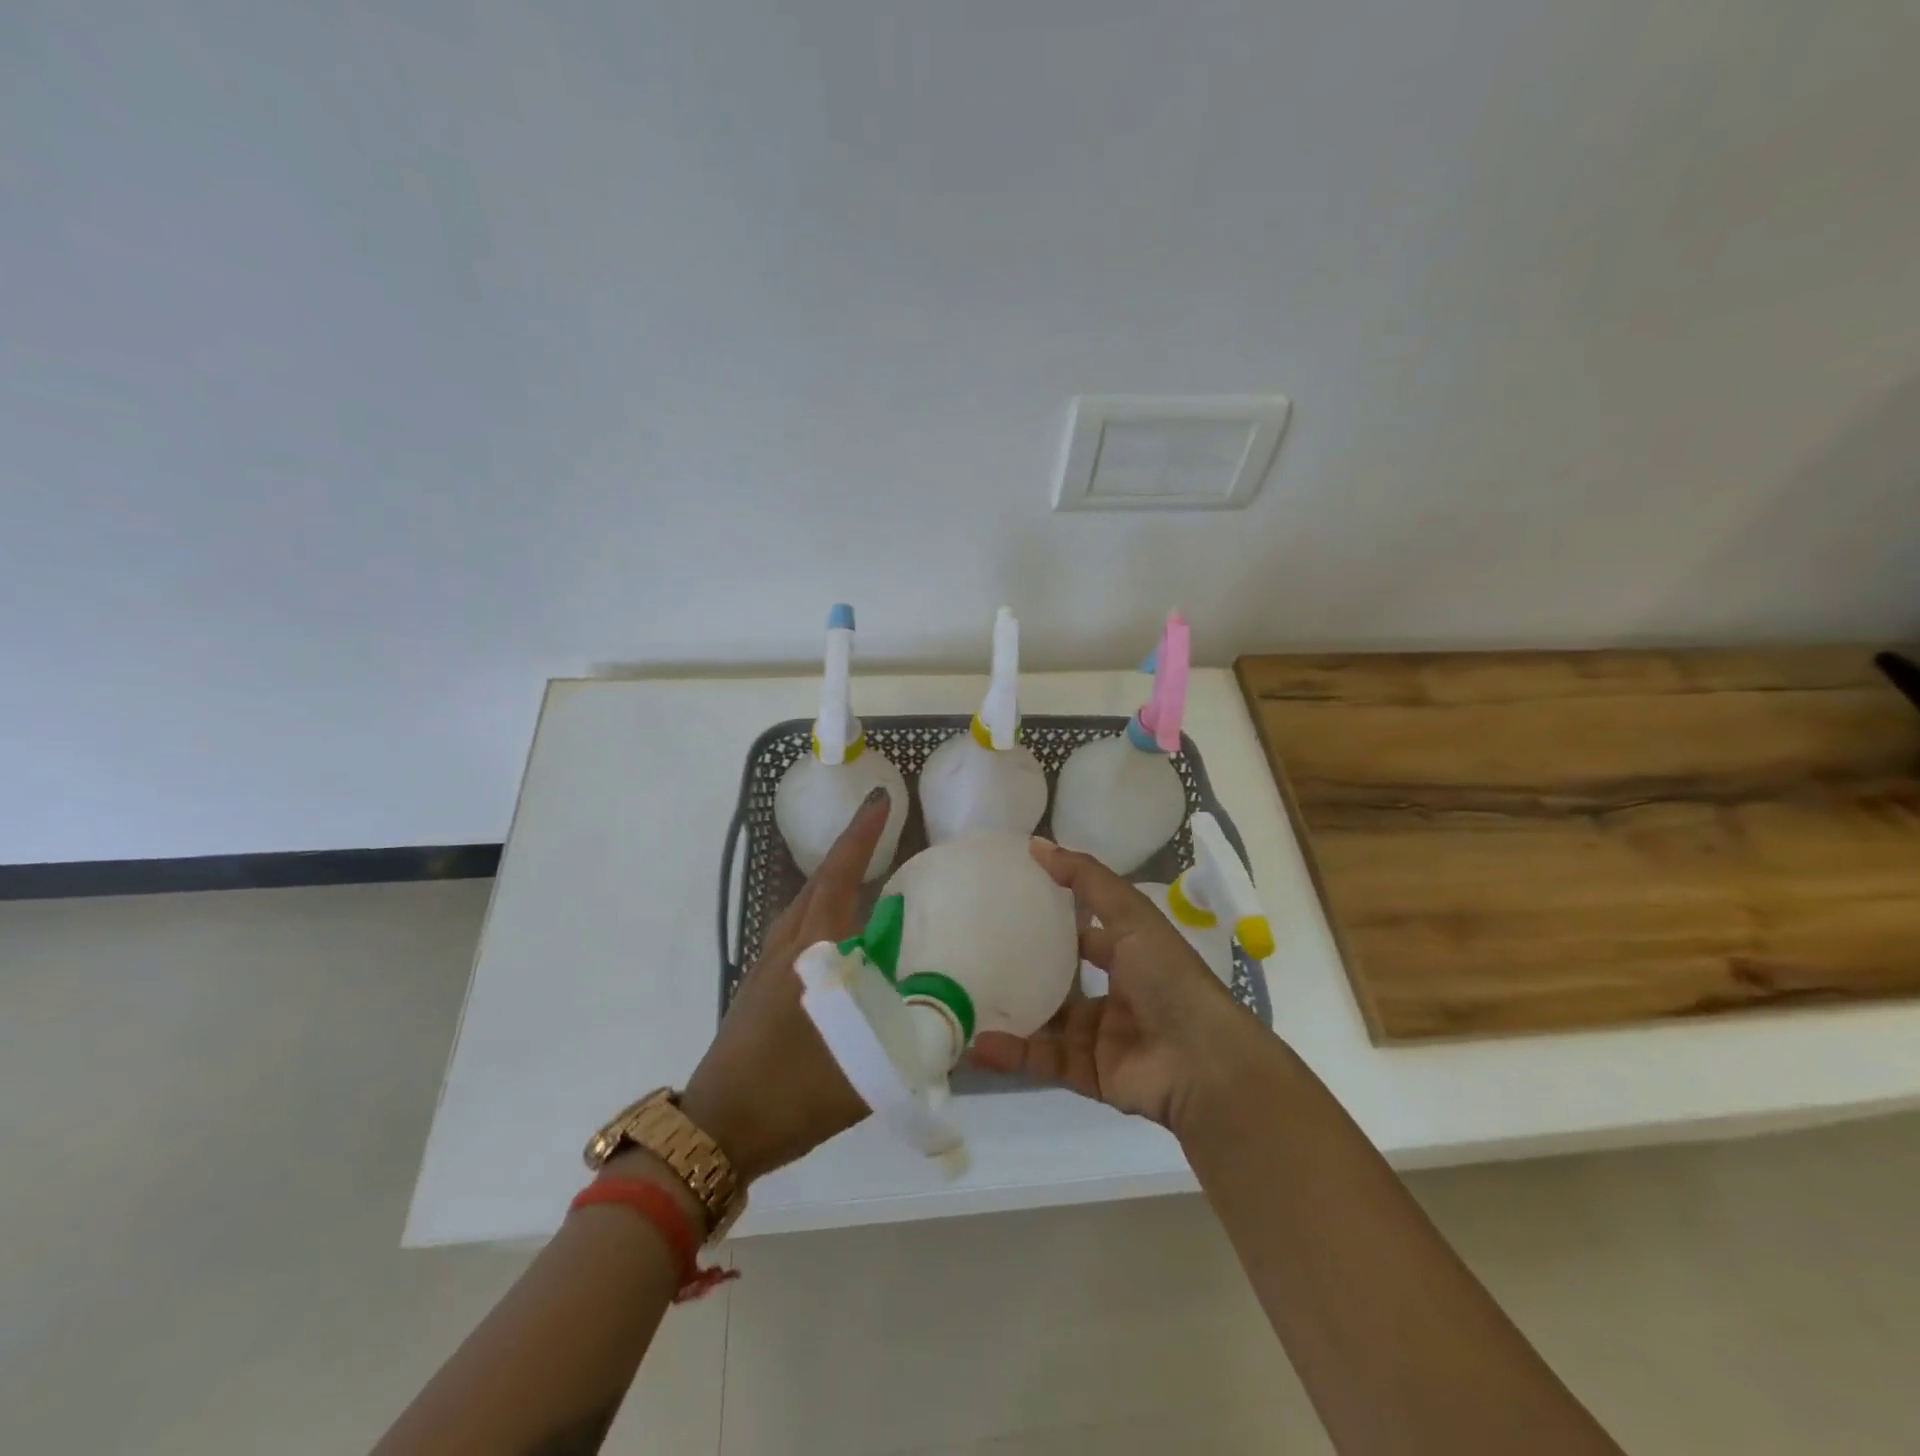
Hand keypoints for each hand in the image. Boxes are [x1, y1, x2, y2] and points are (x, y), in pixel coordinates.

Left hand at [678, 789, 888, 1183]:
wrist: (718, 1129)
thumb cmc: (791, 1094)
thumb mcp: (866, 1070)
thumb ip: (914, 1041)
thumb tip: (954, 1017)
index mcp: (812, 953)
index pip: (839, 878)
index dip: (861, 836)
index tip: (879, 799)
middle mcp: (787, 946)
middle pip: (820, 882)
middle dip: (850, 849)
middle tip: (881, 828)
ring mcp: (766, 964)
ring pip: (804, 904)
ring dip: (833, 879)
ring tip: (865, 873)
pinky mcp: (758, 984)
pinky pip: (796, 928)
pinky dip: (821, 910)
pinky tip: (836, 935)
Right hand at [968, 838, 1252, 1130]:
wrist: (1202, 1062)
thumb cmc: (1167, 977)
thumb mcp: (1130, 915)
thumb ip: (1086, 880)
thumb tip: (1036, 844)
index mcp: (1130, 955)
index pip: (1086, 933)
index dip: (1054, 920)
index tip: (1009, 906)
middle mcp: (1116, 994)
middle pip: (1062, 980)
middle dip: (1025, 971)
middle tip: (976, 955)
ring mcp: (1102, 1037)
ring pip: (1047, 1023)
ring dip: (1011, 1014)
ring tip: (965, 1001)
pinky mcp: (1090, 1074)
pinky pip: (1045, 1060)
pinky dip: (1013, 1053)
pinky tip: (979, 1044)